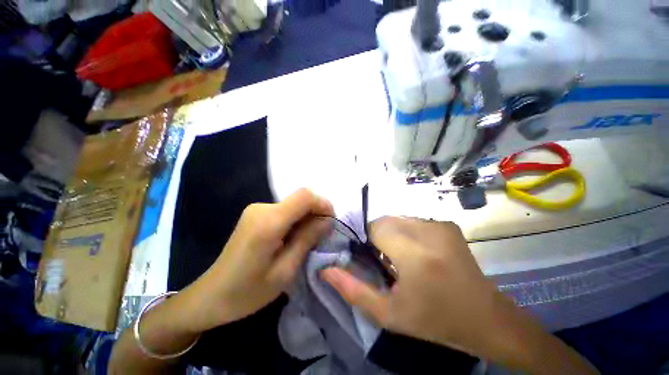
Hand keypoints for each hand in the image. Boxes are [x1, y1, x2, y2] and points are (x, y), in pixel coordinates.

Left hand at [183, 188, 332, 332]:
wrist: (210, 296)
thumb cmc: (248, 291)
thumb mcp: (285, 270)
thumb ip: (307, 239)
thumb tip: (327, 221)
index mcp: (269, 222)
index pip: (305, 196)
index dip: (323, 204)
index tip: (331, 222)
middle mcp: (262, 208)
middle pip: (300, 199)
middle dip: (317, 213)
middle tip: (322, 236)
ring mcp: (257, 209)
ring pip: (294, 205)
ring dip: (307, 218)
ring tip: (308, 241)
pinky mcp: (256, 214)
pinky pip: (285, 210)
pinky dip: (296, 221)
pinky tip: (294, 239)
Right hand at [321, 217, 596, 373]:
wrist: (485, 318)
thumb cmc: (434, 321)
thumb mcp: (388, 313)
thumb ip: (352, 290)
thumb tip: (325, 270)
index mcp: (415, 255)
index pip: (375, 228)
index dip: (367, 240)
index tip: (371, 258)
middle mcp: (428, 232)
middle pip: (385, 220)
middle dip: (378, 236)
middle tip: (385, 259)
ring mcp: (440, 225)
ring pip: (398, 218)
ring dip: (392, 233)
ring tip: (402, 256)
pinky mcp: (447, 224)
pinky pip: (413, 221)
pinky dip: (406, 231)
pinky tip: (418, 251)